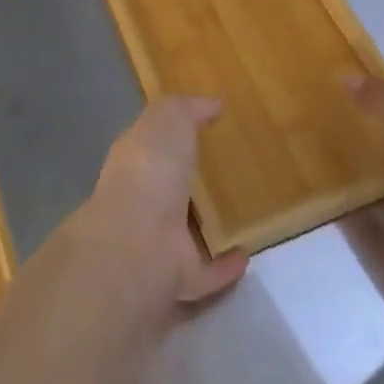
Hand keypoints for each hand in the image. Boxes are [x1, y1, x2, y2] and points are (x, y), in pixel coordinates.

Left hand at [84, 96, 248, 303]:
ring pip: (184, 232)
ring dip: (206, 226)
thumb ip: (188, 108)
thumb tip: (213, 104)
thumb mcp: (168, 119)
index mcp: (135, 162)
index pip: (150, 144)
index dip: (170, 135)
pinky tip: (248, 252)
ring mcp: (157, 244)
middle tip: (226, 170)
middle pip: (167, 189)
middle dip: (188, 182)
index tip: (202, 128)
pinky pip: (207, 271)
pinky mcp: (178, 279)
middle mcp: (141, 203)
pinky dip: (225, 264)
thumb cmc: (150, 170)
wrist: (138, 244)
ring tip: (241, 211)